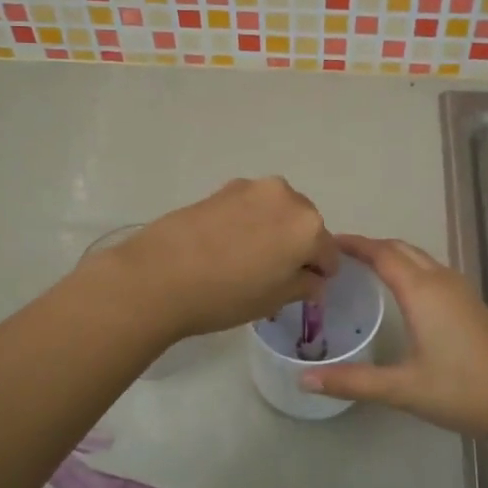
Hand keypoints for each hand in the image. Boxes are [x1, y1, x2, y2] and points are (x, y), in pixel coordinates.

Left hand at [100, 178, 338, 340]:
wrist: (159, 276)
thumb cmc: (226, 294)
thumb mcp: (274, 299)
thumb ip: (303, 285)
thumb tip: (312, 280)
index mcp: (308, 226)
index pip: (328, 252)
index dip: (320, 273)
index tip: (306, 288)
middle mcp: (285, 197)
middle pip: (304, 224)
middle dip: (298, 246)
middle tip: (276, 274)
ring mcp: (251, 189)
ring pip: (276, 212)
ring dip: (272, 231)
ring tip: (248, 259)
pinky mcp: (222, 189)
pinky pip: (249, 207)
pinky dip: (249, 223)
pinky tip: (227, 246)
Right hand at [298, 235, 487, 441]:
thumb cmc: (460, 390)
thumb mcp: (402, 388)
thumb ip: (352, 381)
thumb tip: (305, 380)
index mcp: (422, 291)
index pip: (381, 253)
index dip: (353, 244)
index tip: (326, 242)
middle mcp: (441, 280)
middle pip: (400, 249)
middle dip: (370, 246)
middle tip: (338, 256)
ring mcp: (460, 290)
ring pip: (419, 258)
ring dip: (391, 255)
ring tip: (363, 268)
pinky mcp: (471, 302)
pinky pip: (432, 270)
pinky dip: (409, 268)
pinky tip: (400, 291)